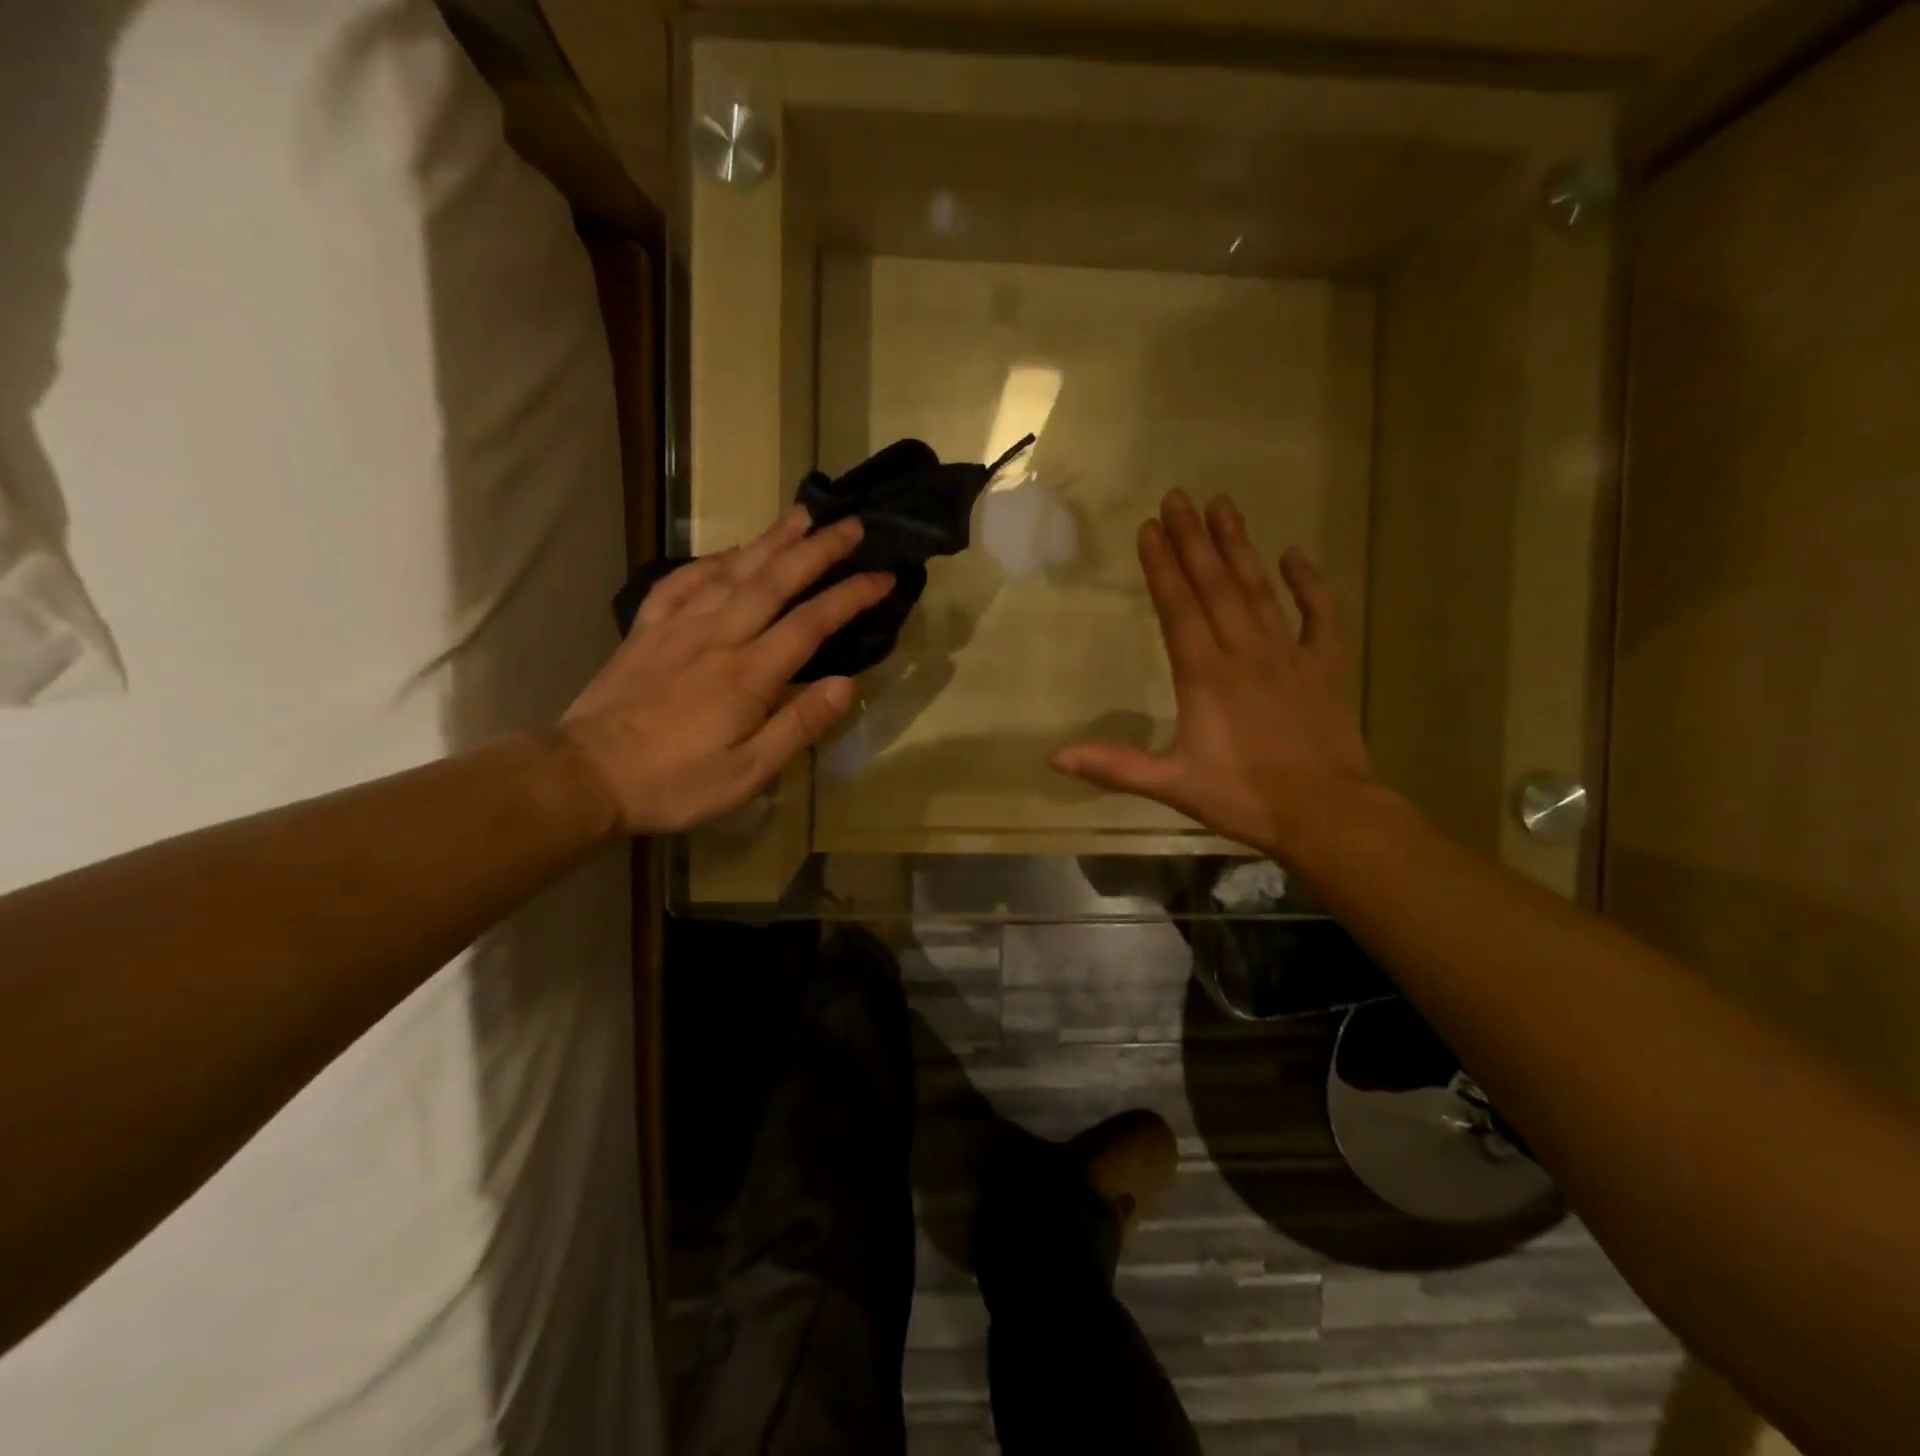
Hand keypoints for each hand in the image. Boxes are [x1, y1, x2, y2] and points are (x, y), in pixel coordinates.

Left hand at [559, 509, 891, 834]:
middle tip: (851, 524)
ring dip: (770, 542)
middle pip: (775, 581)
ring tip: (801, 517)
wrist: (586, 776)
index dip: (851, 596)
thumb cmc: (675, 782)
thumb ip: (797, 726)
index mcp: (748, 674)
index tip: (883, 576)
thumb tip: (845, 685)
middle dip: (818, 550)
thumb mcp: (747, 774)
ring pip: (732, 571)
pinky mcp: (647, 630)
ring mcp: (678, 627)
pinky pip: (681, 582)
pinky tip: (726, 555)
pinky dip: (709, 562)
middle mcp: (718, 636)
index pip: (811, 623)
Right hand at [1051, 490, 1374, 863]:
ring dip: (1239, 548)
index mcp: (1205, 676)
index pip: (1179, 609)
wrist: (1326, 814)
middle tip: (1179, 497)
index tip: (1150, 527)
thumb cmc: (1243, 798)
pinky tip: (1296, 555)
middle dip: (1194, 540)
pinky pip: (1320, 617)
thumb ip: (1114, 766)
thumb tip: (1054, 757)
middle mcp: (1245, 653)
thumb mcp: (1171, 785)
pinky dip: (1309, 585)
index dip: (1162, 567)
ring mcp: (1289, 656)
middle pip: (1216, 587)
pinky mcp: (1325, 668)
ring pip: (1260, 591)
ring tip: (1224, 506)